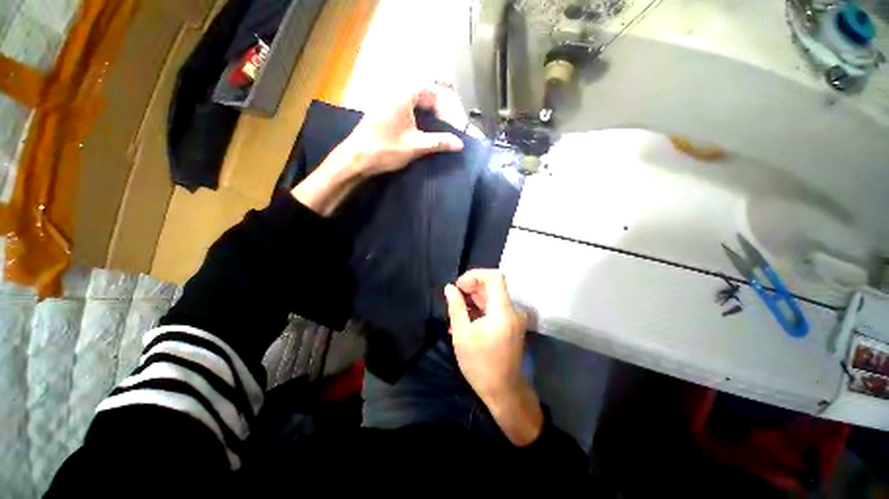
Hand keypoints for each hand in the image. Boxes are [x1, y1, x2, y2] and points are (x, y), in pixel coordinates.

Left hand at [342, 83, 464, 176]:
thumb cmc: (385, 150)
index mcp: (404, 95)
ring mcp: (386, 101)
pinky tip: (419, 129)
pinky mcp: (382, 112)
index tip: (452, 121)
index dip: (445, 105)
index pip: (432, 90)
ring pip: (413, 100)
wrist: (356, 158)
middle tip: (447, 122)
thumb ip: (438, 142)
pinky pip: (404, 107)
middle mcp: (394, 92)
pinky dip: (415, 115)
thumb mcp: (415, 147)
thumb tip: (460, 144)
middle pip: (422, 92)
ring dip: (426, 110)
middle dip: (437, 105)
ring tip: (436, 127)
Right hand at [445, 269, 542, 445]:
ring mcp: (514, 317)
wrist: (504, 391)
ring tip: (456, 311)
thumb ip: (456, 307)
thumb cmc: (480, 365)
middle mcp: (512, 310)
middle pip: (493, 285)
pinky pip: (495, 307)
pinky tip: (465, 319)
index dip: (475, 275)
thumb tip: (449, 288)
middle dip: (471, 287)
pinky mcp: (511, 324)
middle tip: (454, 298)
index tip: (459, 286)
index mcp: (503, 311)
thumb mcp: (462, 335)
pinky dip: (480, 308)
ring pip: (493, 296)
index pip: (494, 277)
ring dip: (474, 298)